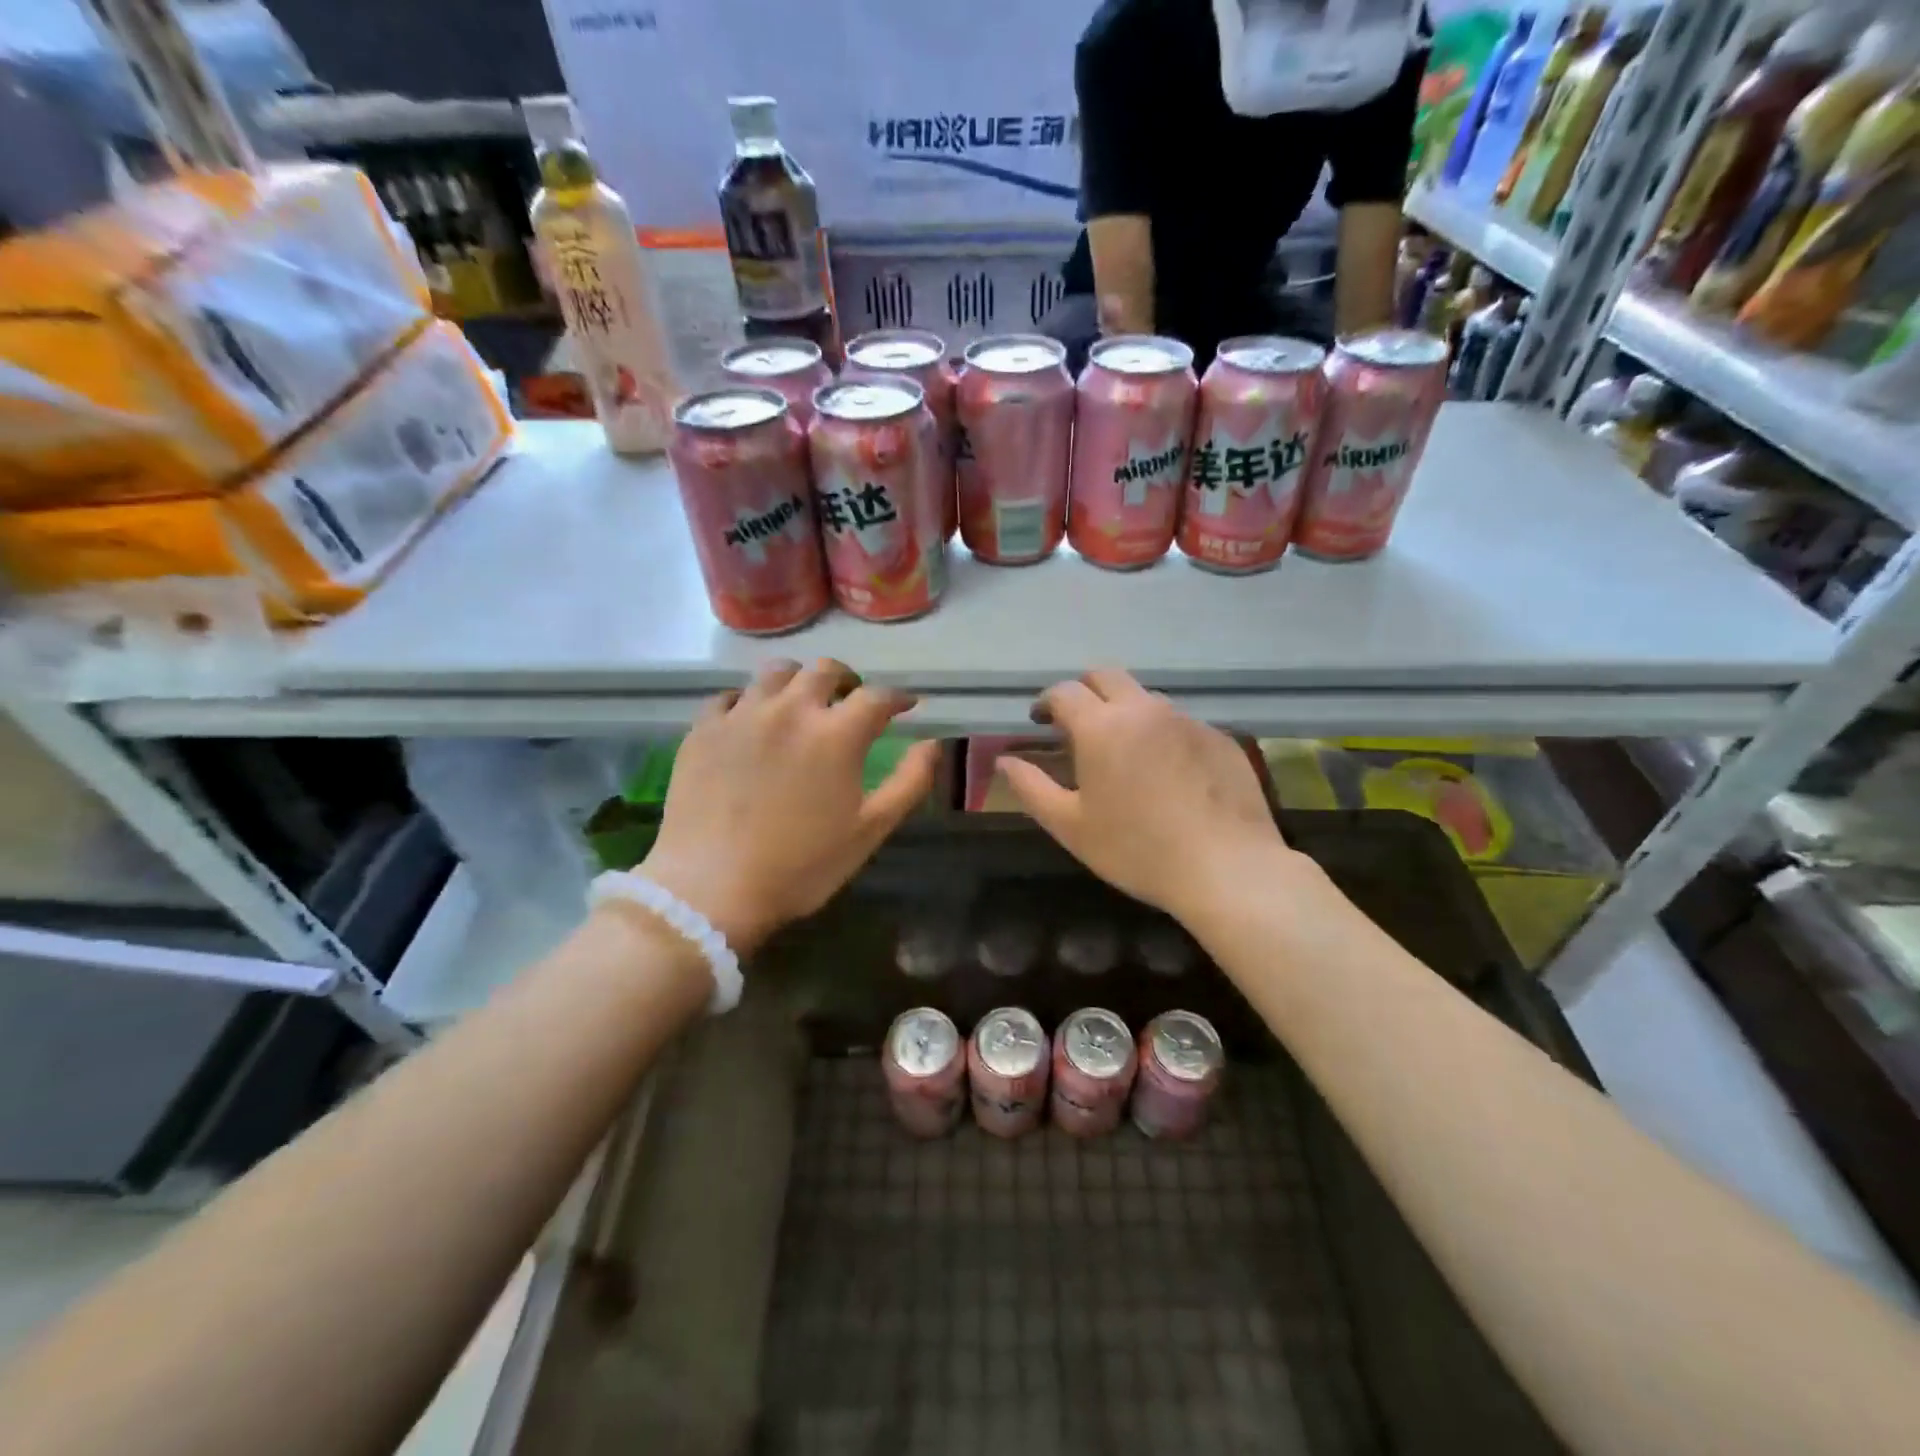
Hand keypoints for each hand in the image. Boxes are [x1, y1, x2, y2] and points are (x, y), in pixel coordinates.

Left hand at [638, 659, 940, 954]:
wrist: (712, 889)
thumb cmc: (802, 866)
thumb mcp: (870, 831)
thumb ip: (909, 782)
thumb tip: (931, 743)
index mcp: (836, 733)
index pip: (877, 696)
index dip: (897, 698)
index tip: (905, 707)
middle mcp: (790, 709)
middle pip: (825, 670)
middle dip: (847, 680)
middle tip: (850, 700)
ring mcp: (742, 715)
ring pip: (776, 672)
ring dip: (798, 681)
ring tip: (801, 703)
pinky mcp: (703, 729)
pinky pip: (730, 696)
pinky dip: (749, 701)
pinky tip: (752, 722)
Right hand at [995, 669, 1293, 923]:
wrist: (1227, 868)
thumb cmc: (1137, 850)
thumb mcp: (1071, 826)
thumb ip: (1031, 788)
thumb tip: (1004, 761)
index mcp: (1102, 727)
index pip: (1065, 691)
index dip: (1046, 702)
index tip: (1040, 721)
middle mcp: (1144, 710)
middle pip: (1106, 676)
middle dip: (1084, 691)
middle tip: (1077, 723)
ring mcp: (1187, 720)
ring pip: (1146, 698)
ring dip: (1125, 712)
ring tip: (1124, 752)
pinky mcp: (1220, 738)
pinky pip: (1181, 723)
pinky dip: (1162, 735)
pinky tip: (1168, 774)